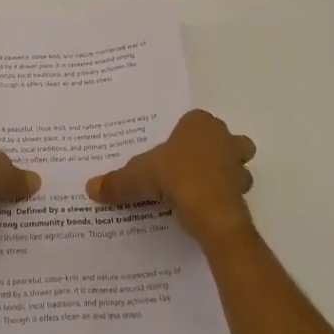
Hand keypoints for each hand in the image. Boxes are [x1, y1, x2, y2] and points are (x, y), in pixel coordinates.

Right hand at [86, 109, 255, 245]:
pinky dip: (223, 197)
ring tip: (200, 189)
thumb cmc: (176, 177)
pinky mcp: (243, 191)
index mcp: (199, 124)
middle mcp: (224, 138)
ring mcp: (238, 165)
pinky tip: (205, 208)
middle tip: (191, 167)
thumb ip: (117, 182)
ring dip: (225, 174)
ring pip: (237, 164)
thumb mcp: (138, 177)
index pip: (194, 120)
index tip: (171, 151)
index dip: (184, 134)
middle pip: (225, 139)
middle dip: (215, 150)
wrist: (211, 212)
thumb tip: (90, 188)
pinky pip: (234, 190)